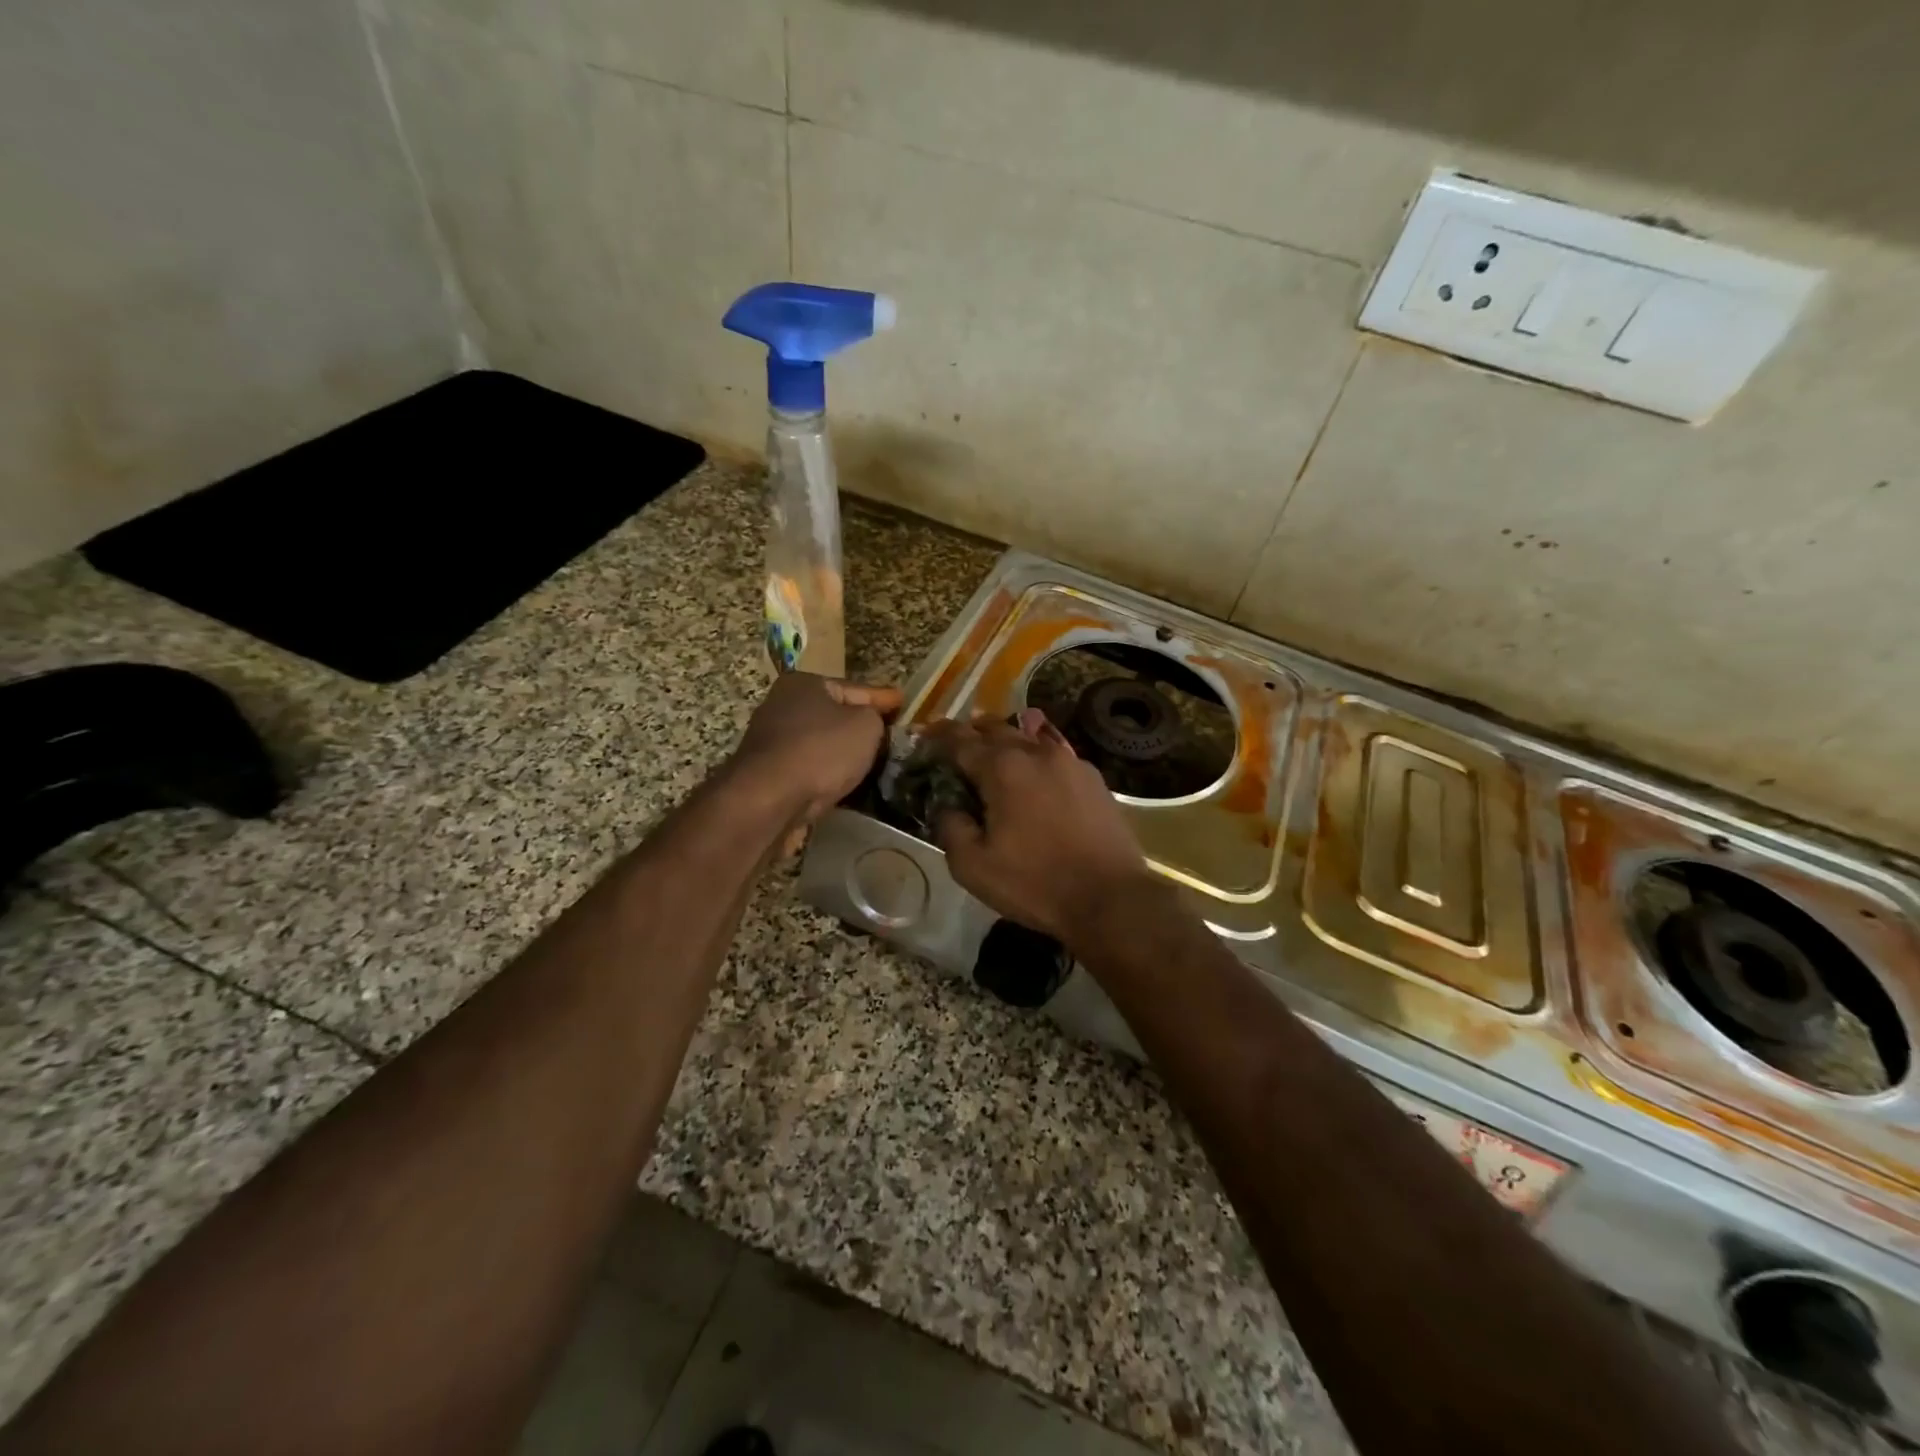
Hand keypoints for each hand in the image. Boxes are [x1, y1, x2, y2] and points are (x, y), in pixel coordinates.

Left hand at [731, 673, 902, 827]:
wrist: (768, 800)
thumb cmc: (821, 751)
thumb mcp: (865, 725)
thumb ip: (876, 717)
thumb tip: (871, 723)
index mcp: (804, 683)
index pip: (856, 688)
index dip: (884, 698)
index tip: (904, 703)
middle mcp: (782, 706)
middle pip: (835, 715)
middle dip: (862, 726)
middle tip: (892, 737)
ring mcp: (772, 742)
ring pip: (822, 744)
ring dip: (844, 754)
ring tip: (874, 765)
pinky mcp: (769, 775)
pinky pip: (811, 770)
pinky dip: (828, 775)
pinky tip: (847, 786)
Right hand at [924, 710, 1155, 945]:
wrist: (1110, 898)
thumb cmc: (1035, 883)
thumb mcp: (973, 866)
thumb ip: (950, 828)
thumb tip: (947, 806)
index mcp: (1002, 768)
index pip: (960, 740)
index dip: (938, 736)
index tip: (924, 736)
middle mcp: (1036, 753)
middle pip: (996, 729)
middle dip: (971, 733)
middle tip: (956, 746)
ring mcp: (1070, 762)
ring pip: (1029, 737)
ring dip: (1006, 740)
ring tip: (994, 752)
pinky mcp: (1093, 779)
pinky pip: (1055, 754)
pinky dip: (1036, 755)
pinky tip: (1035, 770)